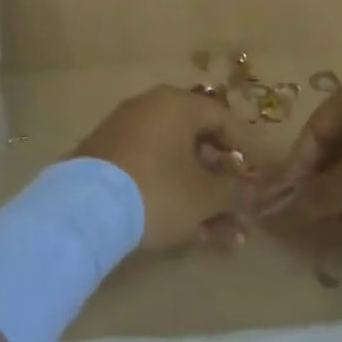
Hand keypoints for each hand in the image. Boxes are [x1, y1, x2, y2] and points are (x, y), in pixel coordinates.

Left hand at [69, 86, 258, 249]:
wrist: (84, 209)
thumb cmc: (157, 190)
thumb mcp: (205, 196)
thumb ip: (236, 192)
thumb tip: (256, 192)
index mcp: (176, 104)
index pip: (222, 118)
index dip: (244, 150)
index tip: (255, 180)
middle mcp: (149, 109)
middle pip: (197, 144)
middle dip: (222, 184)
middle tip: (239, 214)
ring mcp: (124, 134)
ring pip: (174, 165)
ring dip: (201, 199)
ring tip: (222, 237)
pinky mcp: (105, 160)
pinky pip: (150, 173)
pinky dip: (171, 197)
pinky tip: (189, 233)